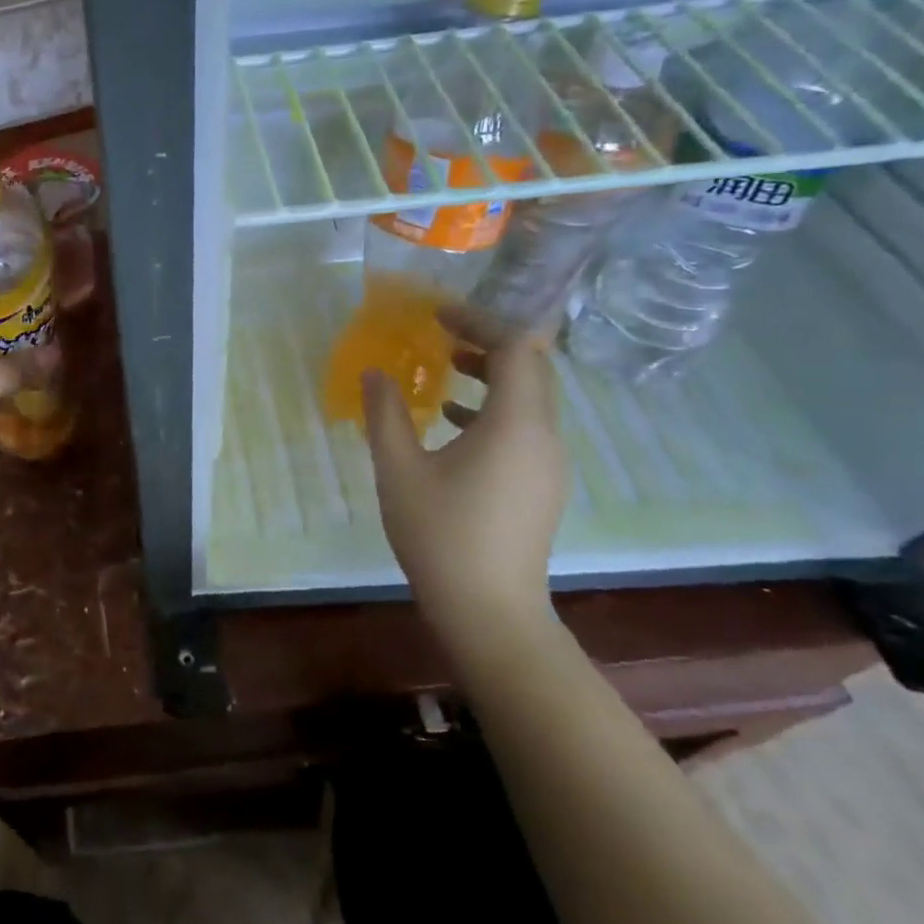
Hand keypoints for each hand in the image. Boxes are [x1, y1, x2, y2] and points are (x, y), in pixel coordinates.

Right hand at [362, 310, 568, 655]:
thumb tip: (375, 372)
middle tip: (440, 334)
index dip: (480, 321)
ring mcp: (548, 463)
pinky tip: (450, 423)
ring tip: (443, 370)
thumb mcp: (399, 468)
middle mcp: (543, 436)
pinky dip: (493, 409)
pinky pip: (524, 427)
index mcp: (514, 424)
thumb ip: (386, 413)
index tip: (438, 315)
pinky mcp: (541, 485)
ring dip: (490, 375)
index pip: (516, 348)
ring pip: (529, 399)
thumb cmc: (440, 532)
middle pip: (531, 369)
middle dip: (487, 343)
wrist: (488, 608)